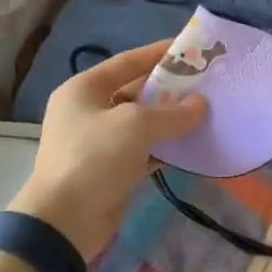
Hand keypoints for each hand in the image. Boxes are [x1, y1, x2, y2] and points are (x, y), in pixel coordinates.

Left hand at [11, 40, 206, 259]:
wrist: (65, 221)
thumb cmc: (95, 158)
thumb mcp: (136, 126)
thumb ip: (173, 112)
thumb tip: (201, 105)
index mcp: (84, 89)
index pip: (127, 61)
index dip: (158, 54)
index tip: (191, 49)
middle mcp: (89, 111)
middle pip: (135, 92)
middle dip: (170, 90)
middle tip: (206, 84)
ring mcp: (99, 142)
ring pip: (142, 124)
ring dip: (170, 121)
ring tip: (206, 113)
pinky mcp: (111, 170)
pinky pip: (144, 151)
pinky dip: (165, 148)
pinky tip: (192, 147)